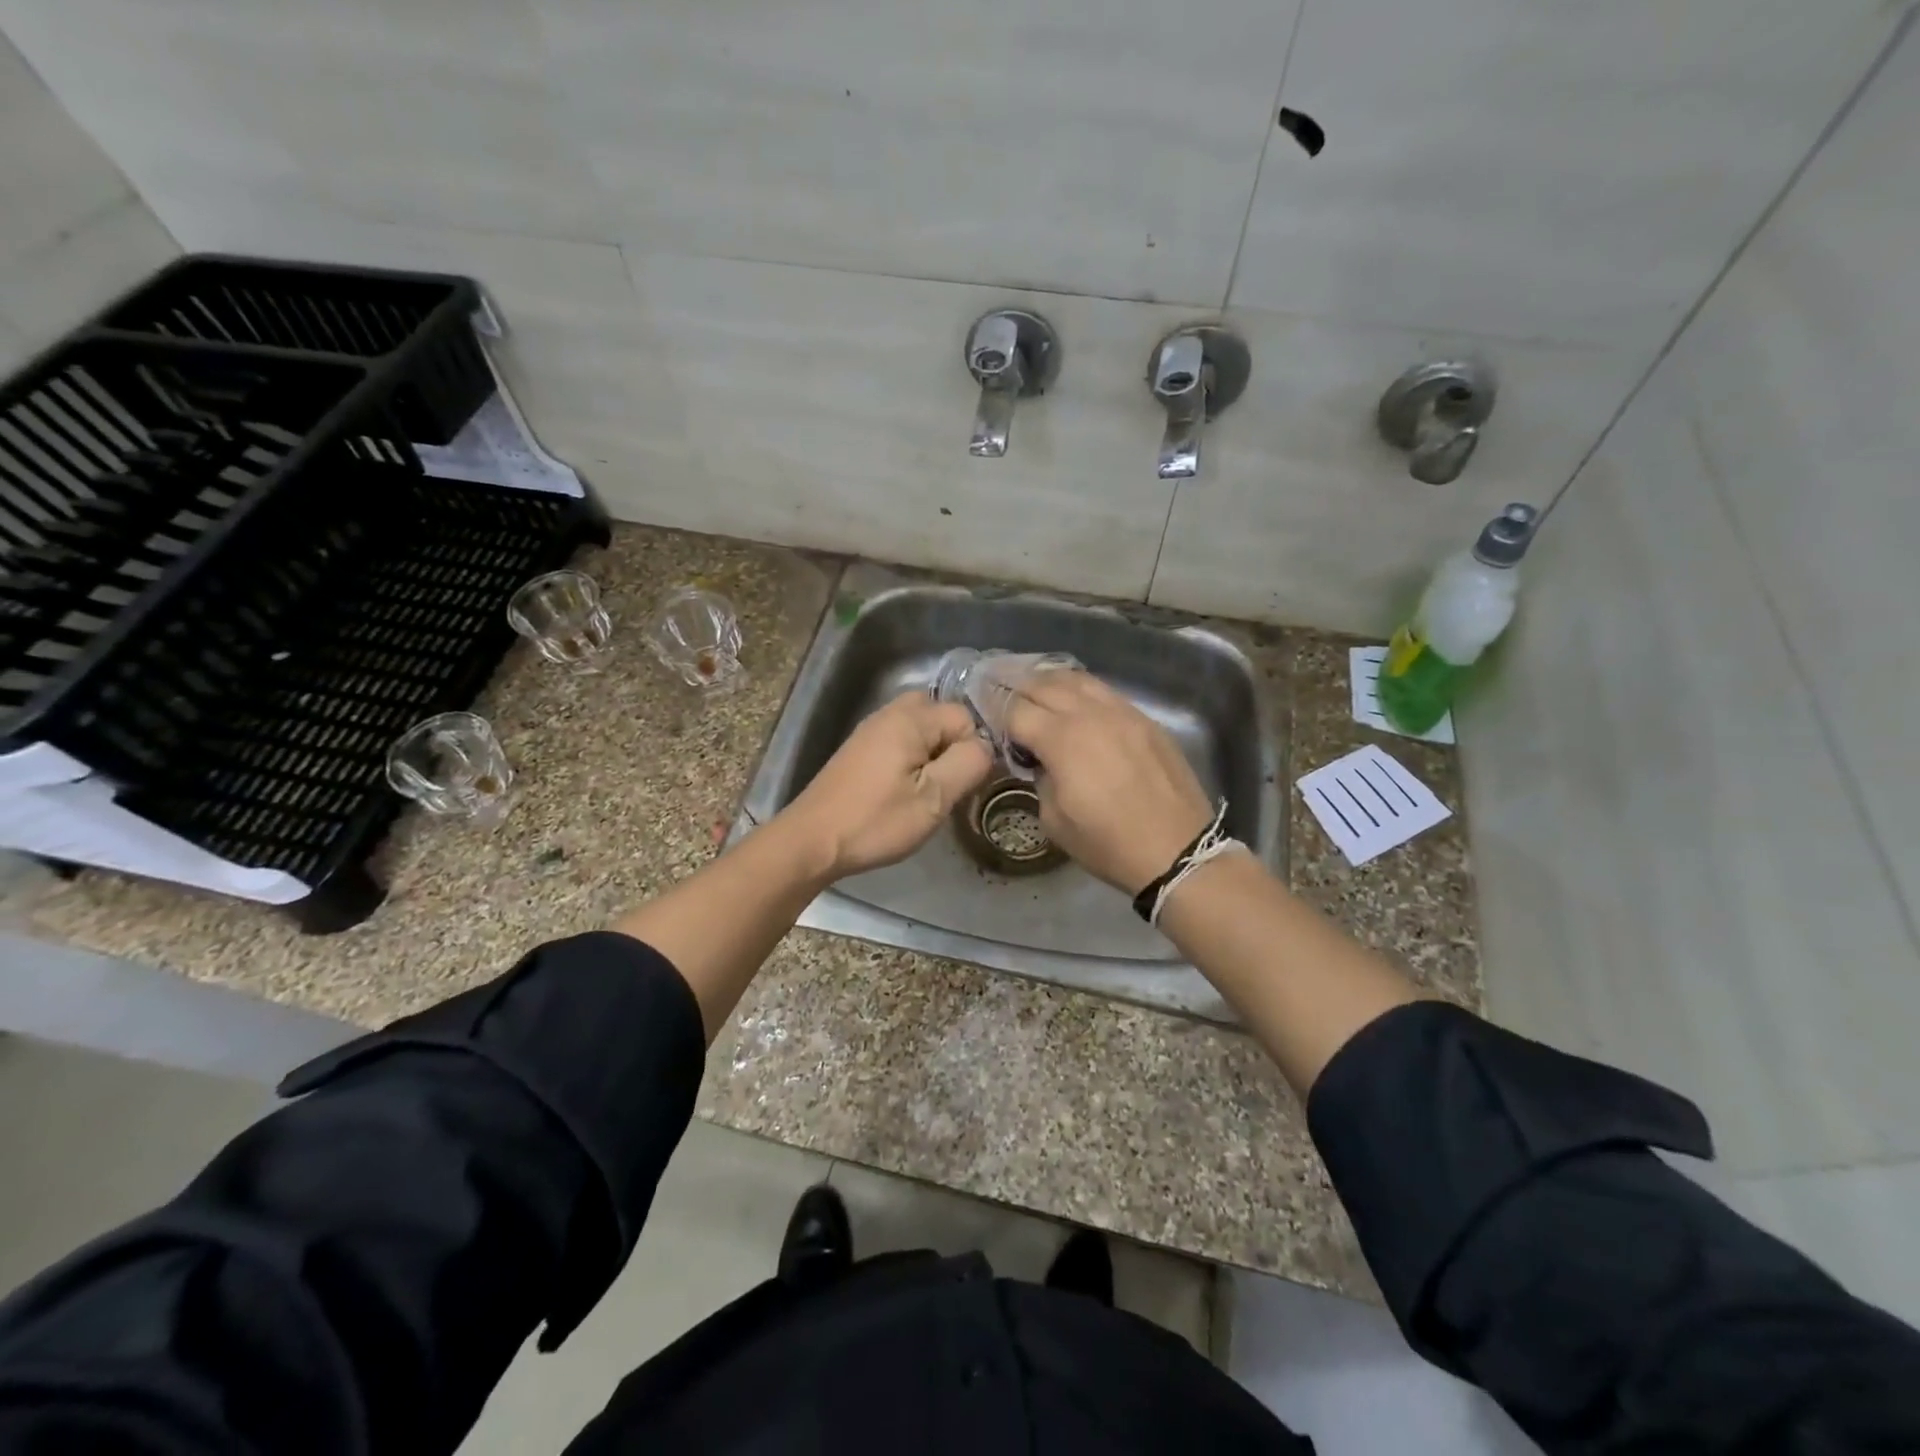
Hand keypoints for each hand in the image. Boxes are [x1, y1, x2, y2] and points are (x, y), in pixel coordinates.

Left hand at [776, 692, 993, 880]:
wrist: (811, 841)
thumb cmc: (875, 821)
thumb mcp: (934, 799)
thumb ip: (969, 764)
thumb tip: (986, 746)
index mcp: (911, 718)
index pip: (966, 717)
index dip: (974, 749)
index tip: (964, 784)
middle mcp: (890, 713)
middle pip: (941, 715)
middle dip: (954, 745)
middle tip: (950, 783)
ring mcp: (871, 730)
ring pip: (921, 729)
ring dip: (933, 753)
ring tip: (930, 790)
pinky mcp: (860, 749)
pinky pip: (901, 740)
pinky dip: (912, 758)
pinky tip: (905, 790)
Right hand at [1006, 670, 1213, 894]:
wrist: (1177, 851)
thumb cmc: (1108, 844)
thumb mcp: (1054, 820)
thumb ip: (1040, 778)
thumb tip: (1039, 759)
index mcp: (1062, 740)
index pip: (1015, 710)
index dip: (993, 710)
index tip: (982, 713)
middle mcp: (1090, 714)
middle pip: (1043, 685)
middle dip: (1015, 687)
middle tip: (998, 689)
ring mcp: (1122, 712)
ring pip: (1077, 679)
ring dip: (1048, 681)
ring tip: (1032, 686)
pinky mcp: (1145, 719)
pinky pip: (1105, 692)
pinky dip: (1081, 690)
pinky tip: (1073, 699)